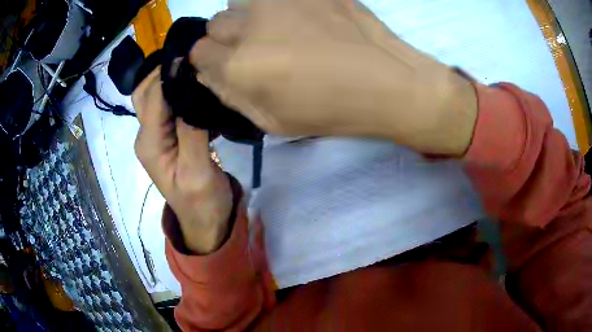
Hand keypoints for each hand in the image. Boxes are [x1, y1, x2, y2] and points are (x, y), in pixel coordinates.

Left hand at [133, 68, 232, 254]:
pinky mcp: (165, 136)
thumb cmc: (203, 202)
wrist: (203, 221)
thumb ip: (192, 132)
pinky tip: (194, 84)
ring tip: (194, 66)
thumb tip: (191, 92)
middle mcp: (146, 136)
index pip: (154, 97)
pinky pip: (165, 106)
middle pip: (145, 92)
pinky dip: (176, 90)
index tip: (195, 54)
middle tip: (194, 58)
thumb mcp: (199, 172)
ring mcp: (154, 136)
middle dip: (165, 71)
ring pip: (153, 96)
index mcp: (150, 144)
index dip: (170, 73)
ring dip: (168, 78)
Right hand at [191, 0, 477, 154]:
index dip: (210, 61)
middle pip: (215, 24)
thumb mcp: (272, 121)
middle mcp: (250, 25)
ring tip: (278, 31)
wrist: (385, 82)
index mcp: (239, 65)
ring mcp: (279, 0)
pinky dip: (276, 7)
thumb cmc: (330, 110)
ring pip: (240, 3)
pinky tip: (300, 19)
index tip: (227, 65)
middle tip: (255, 49)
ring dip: (249, 18)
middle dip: (226, 39)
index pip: (198, 53)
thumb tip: (207, 73)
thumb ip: (231, 95)